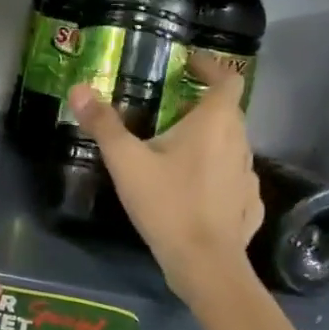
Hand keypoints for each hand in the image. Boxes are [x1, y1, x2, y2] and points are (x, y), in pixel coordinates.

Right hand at [66, 53, 263, 304]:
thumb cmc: (167, 204)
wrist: (205, 264)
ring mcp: (248, 176)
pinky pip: (234, 178)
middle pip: (228, 112)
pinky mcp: (249, 205)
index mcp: (215, 123)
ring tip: (177, 150)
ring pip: (231, 145)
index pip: (227, 79)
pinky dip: (217, 173)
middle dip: (201, 105)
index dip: (211, 67)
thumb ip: (104, 124)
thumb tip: (79, 88)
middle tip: (170, 108)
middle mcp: (240, 142)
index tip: (190, 65)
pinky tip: (196, 189)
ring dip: (209, 140)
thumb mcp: (126, 161)